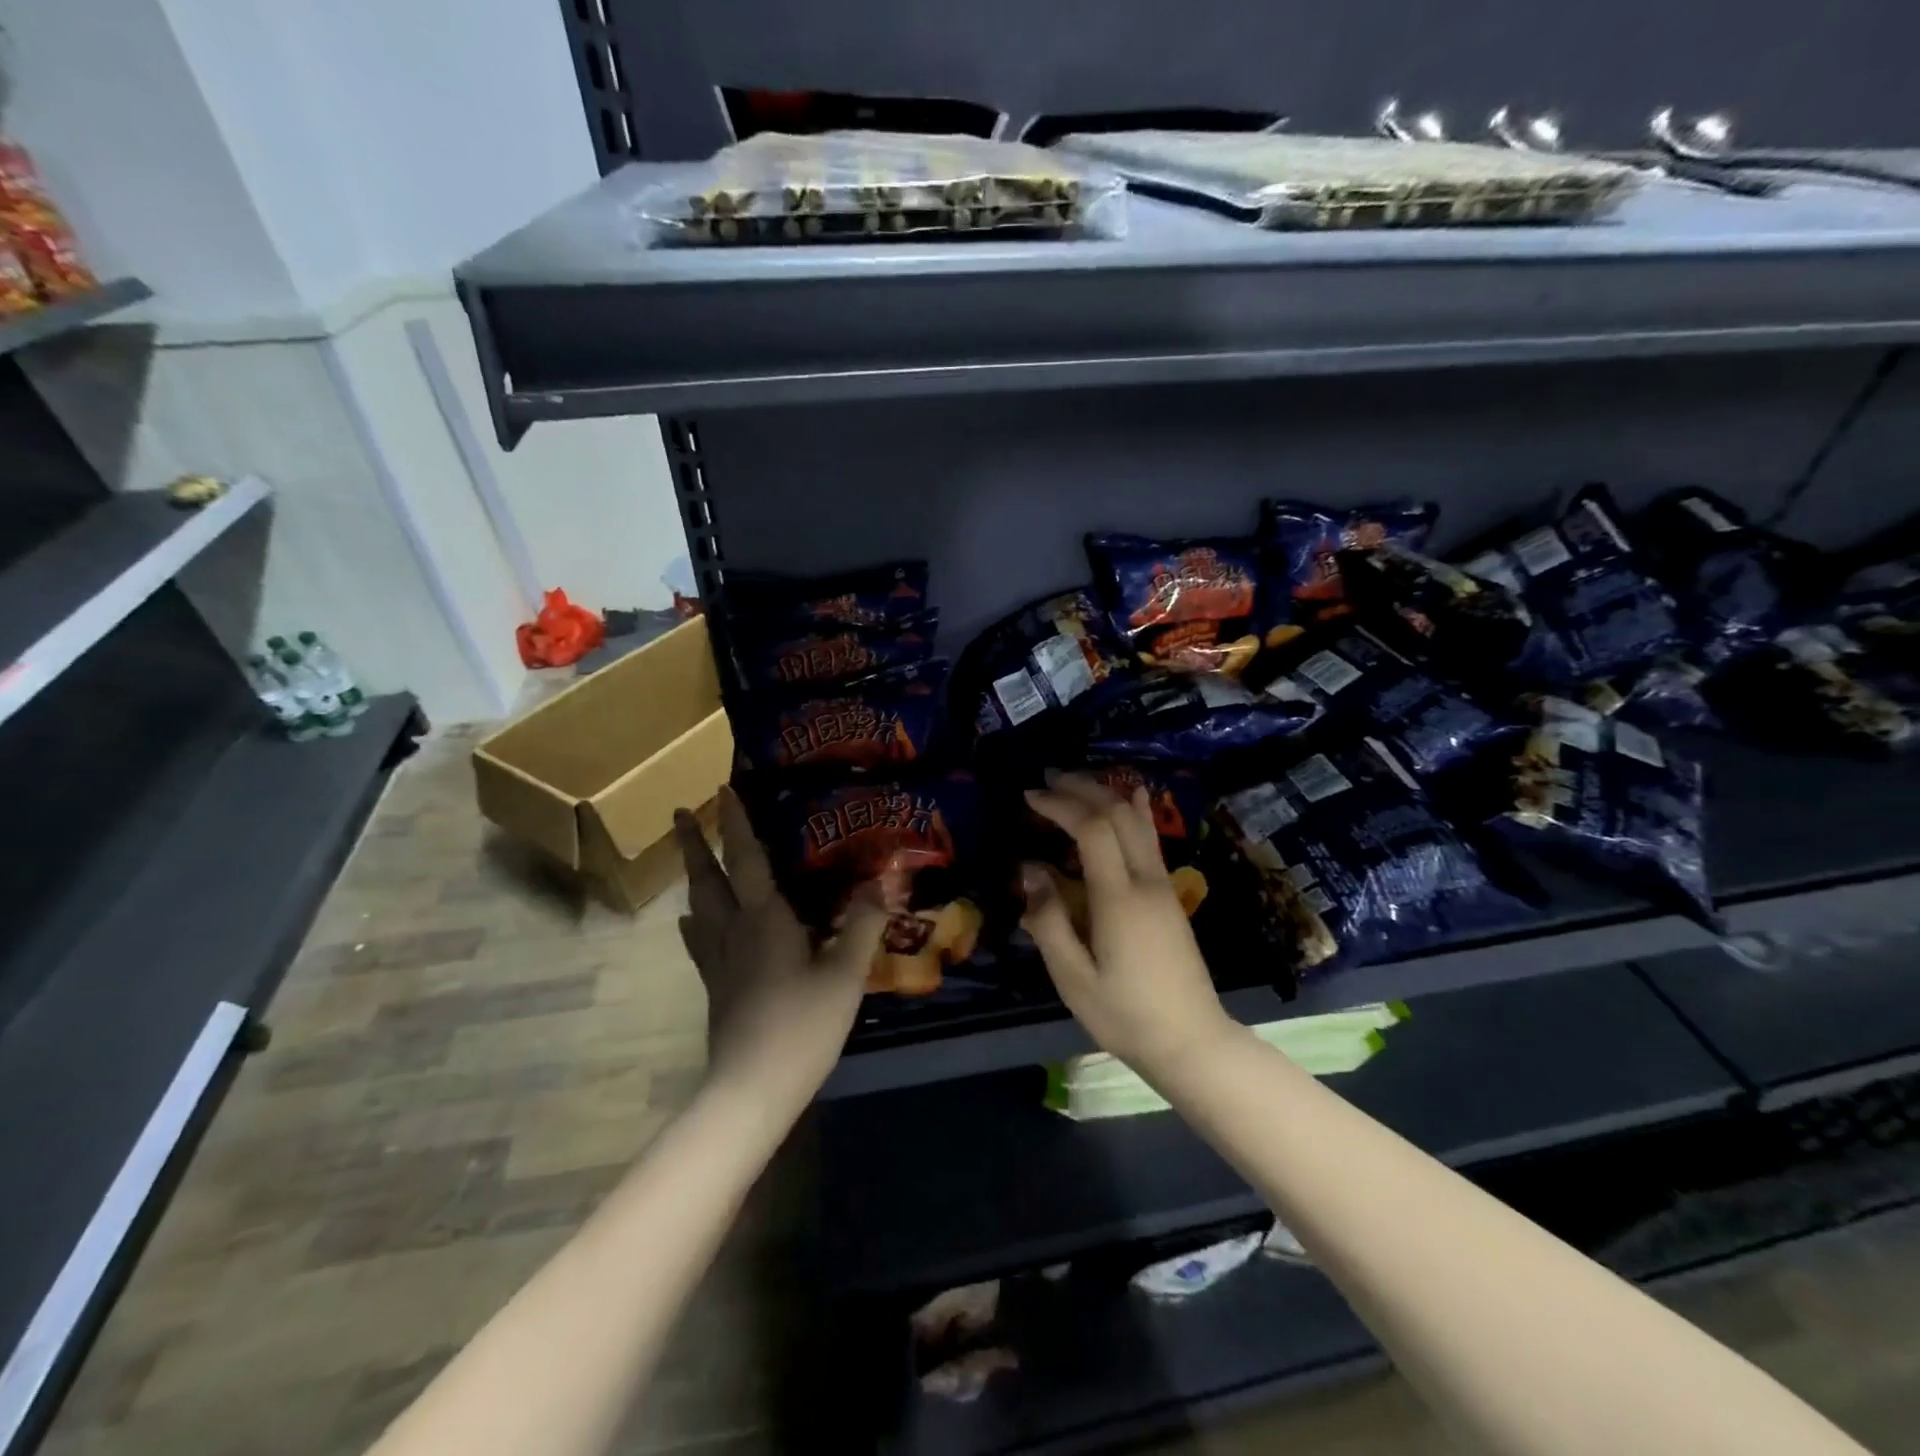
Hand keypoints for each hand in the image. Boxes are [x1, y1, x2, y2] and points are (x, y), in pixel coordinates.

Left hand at [674, 788, 887, 1106]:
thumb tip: (882, 879)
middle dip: (695, 843)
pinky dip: (694, 922)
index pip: (745, 859)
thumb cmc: (802, 1025)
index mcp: (763, 919)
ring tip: (689, 857)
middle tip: (682, 813)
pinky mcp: (715, 986)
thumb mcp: (845, 973)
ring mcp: (718, 961)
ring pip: (698, 906)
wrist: (753, 1088)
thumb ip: (863, 924)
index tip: (724, 789)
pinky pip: (699, 941)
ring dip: (692, 875)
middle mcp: (733, 931)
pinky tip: (691, 922)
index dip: (736, 823)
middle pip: (707, 878)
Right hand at [1022, 775, 1235, 1078]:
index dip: (1061, 805)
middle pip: (1119, 814)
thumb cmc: (1126, 1015)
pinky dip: (1135, 812)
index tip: (1031, 796)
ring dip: (1108, 794)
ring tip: (1077, 783)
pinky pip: (1151, 839)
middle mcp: (1146, 882)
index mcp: (1119, 899)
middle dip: (1083, 789)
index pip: (1092, 829)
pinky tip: (1132, 798)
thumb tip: (1031, 870)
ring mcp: (1163, 887)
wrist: (1192, 1042)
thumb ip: (1048, 921)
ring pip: (1139, 822)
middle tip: (1048, 779)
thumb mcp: (1074, 979)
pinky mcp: (1170, 897)